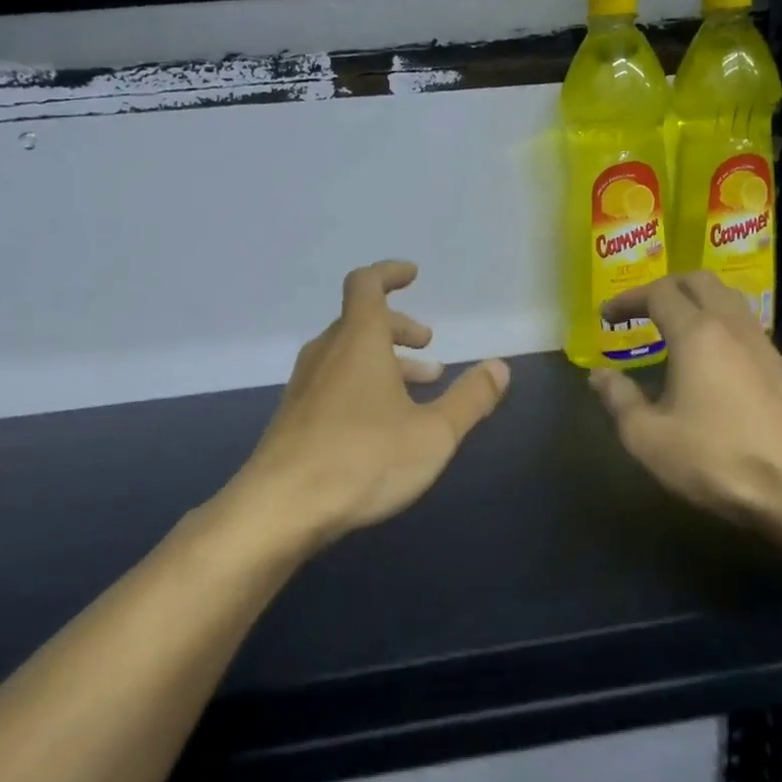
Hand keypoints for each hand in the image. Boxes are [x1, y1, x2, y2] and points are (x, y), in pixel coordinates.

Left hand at [236, 261, 510, 547]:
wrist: (281, 508)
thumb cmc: (365, 460)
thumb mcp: (433, 433)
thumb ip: (470, 399)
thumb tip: (500, 367)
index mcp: (358, 342)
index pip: (367, 285)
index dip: (389, 274)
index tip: (413, 276)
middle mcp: (326, 355)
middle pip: (360, 322)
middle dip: (398, 329)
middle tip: (428, 348)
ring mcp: (304, 387)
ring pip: (346, 356)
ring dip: (383, 361)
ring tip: (417, 388)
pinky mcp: (294, 418)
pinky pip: (332, 383)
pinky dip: (361, 385)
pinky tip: (380, 424)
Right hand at [589, 272, 781, 533]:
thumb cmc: (714, 459)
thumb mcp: (648, 437)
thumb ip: (619, 400)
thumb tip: (599, 375)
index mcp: (698, 335)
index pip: (659, 293)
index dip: (628, 299)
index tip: (607, 315)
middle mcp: (735, 328)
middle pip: (702, 282)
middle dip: (668, 286)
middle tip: (644, 308)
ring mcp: (768, 349)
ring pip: (732, 304)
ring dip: (700, 305)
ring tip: (678, 332)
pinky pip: (751, 336)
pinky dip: (724, 335)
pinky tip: (718, 370)